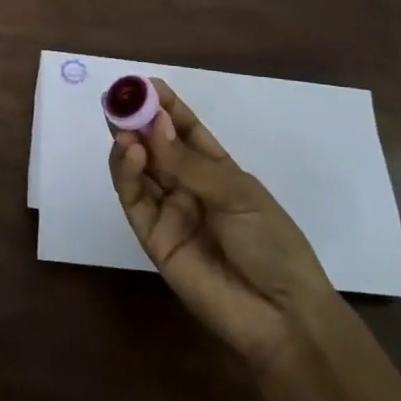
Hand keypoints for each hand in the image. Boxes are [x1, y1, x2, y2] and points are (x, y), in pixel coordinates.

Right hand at [109, 79, 340, 375]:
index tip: (145, 84)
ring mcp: (169, 211)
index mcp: (216, 169)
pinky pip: (134, 201)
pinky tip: (130, 152)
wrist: (281, 315)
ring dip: (128, 143)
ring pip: (138, 170)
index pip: (185, 129)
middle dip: (137, 121)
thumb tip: (153, 126)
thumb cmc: (272, 244)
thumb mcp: (238, 194)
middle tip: (119, 99)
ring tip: (123, 125)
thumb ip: (190, 164)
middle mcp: (187, 185)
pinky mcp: (153, 238)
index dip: (165, 105)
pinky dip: (126, 174)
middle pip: (155, 146)